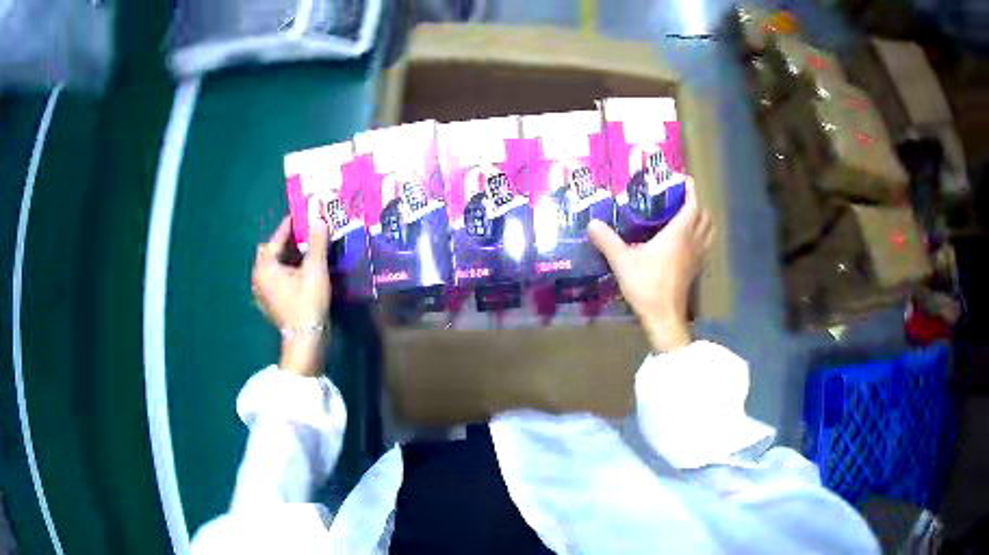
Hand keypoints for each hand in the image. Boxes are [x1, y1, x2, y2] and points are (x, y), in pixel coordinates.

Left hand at [252, 215, 331, 375]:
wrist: (306, 340)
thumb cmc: (308, 302)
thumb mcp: (315, 269)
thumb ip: (317, 242)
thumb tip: (320, 217)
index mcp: (264, 266)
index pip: (277, 238)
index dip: (291, 225)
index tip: (305, 215)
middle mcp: (259, 276)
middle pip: (272, 251)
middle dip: (288, 241)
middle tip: (308, 235)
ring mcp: (263, 291)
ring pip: (275, 265)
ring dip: (289, 256)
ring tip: (308, 251)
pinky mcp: (271, 302)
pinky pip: (277, 277)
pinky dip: (287, 270)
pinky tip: (302, 272)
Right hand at [589, 178, 713, 352]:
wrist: (663, 317)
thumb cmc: (647, 286)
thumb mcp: (622, 261)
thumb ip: (607, 241)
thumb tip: (592, 223)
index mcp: (679, 234)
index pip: (692, 205)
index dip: (691, 190)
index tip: (684, 179)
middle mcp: (692, 242)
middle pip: (705, 217)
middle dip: (697, 204)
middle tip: (681, 199)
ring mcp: (697, 258)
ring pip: (708, 232)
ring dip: (702, 221)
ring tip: (687, 218)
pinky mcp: (695, 271)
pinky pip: (704, 247)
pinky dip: (700, 238)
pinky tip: (686, 243)